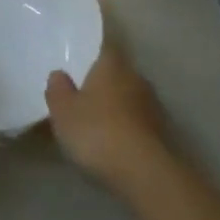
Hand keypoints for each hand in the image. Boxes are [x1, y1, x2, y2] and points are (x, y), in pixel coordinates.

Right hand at [46, 38, 173, 195]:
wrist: (144, 171)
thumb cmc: (97, 132)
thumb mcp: (63, 112)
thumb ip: (58, 90)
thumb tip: (59, 74)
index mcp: (111, 63)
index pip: (103, 48)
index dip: (91, 55)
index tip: (79, 65)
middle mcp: (135, 76)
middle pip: (116, 73)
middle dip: (102, 84)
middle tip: (82, 97)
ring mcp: (152, 104)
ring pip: (128, 98)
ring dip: (116, 108)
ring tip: (97, 125)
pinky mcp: (161, 131)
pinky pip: (137, 122)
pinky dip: (126, 128)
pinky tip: (114, 144)